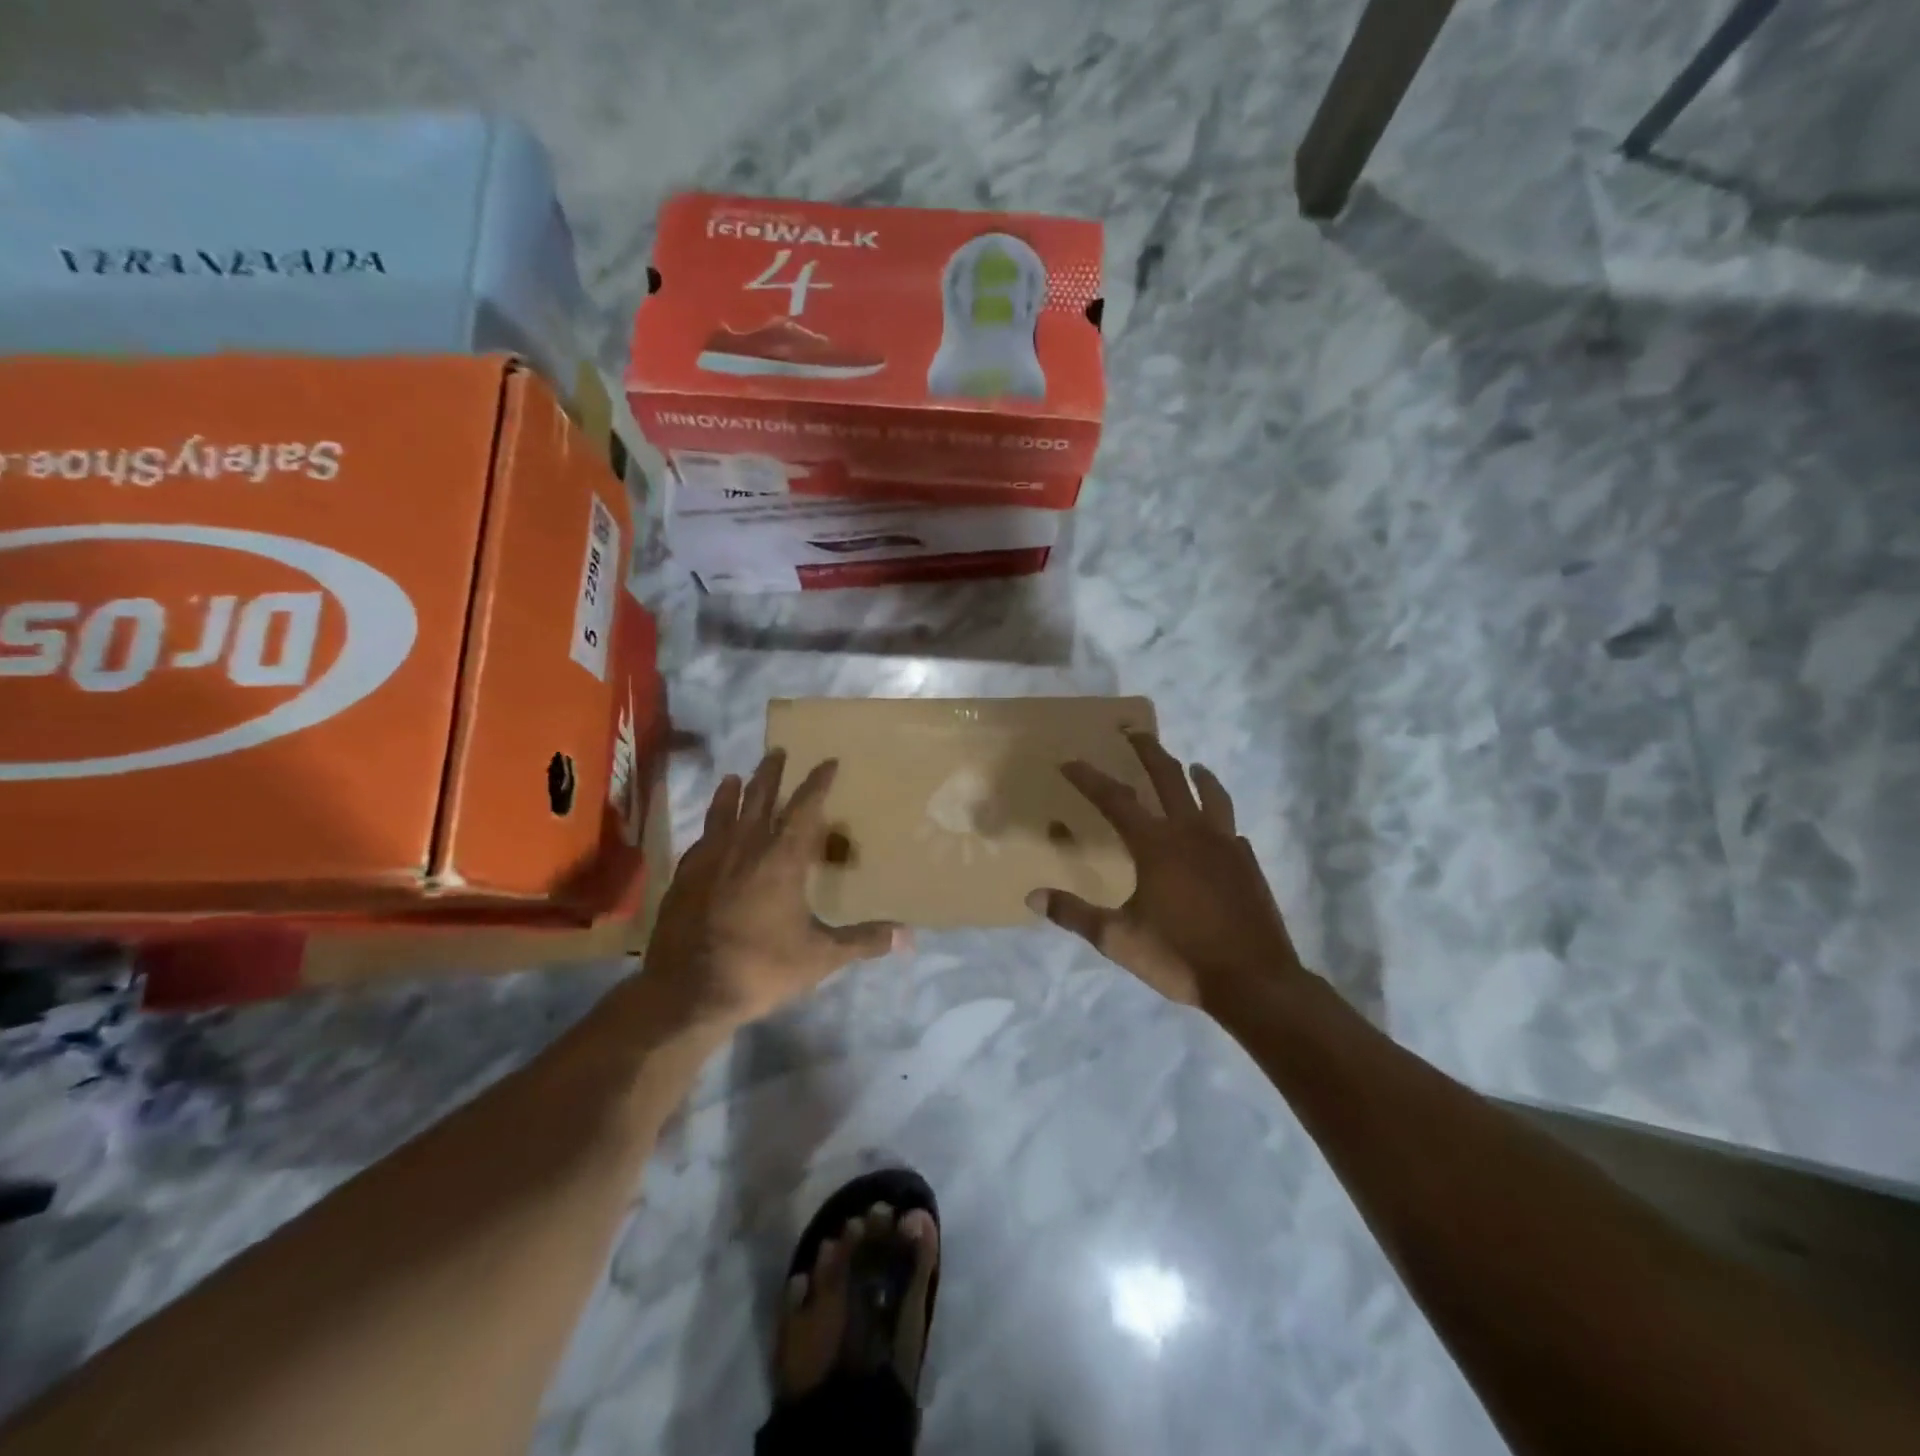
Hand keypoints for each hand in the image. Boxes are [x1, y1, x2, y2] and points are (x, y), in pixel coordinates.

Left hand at [644, 750, 907, 1027]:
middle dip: (771, 773)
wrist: (687, 991)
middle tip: (778, 751)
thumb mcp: (819, 957)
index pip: (804, 808)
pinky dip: (709, 825)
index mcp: (781, 859)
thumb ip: (862, 941)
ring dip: (732, 792)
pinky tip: (709, 830)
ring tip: (735, 776)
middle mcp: (745, 848)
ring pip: (723, 813)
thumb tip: (908, 936)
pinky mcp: (684, 877)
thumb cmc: (760, 968)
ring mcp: (710, 860)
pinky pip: (701, 839)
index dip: (817, 783)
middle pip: (759, 798)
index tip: (828, 762)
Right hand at [1028, 732, 1304, 1011]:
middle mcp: (1191, 833)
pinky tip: (1219, 829)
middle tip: (1134, 731)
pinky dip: (1220, 819)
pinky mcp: (1247, 864)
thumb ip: (1075, 914)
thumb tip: (1033, 896)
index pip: (1115, 800)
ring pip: (1212, 795)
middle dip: (1148, 751)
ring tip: (1192, 766)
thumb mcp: (1118, 939)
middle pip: (1168, 778)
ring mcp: (1225, 846)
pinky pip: (1231, 830)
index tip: (1069, 761)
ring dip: (1198, 775)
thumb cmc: (1180, 956)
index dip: (1089, 778)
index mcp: (1156, 845)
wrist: (1253, 981)